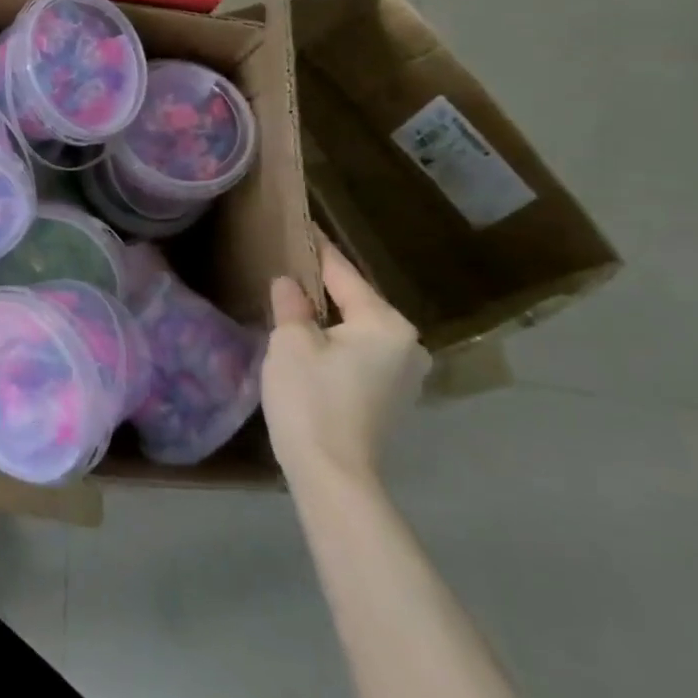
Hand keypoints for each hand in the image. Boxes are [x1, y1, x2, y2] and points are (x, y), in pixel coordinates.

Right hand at [263, 241, 428, 491]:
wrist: (332, 473)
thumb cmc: (311, 399)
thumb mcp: (291, 342)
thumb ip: (292, 305)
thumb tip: (289, 283)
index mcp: (386, 323)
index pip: (344, 274)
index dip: (318, 249)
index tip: (303, 225)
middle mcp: (408, 343)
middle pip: (357, 301)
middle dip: (324, 284)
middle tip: (291, 262)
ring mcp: (405, 373)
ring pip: (361, 328)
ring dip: (332, 314)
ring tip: (297, 297)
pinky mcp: (393, 395)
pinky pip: (363, 351)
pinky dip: (340, 339)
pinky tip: (314, 337)